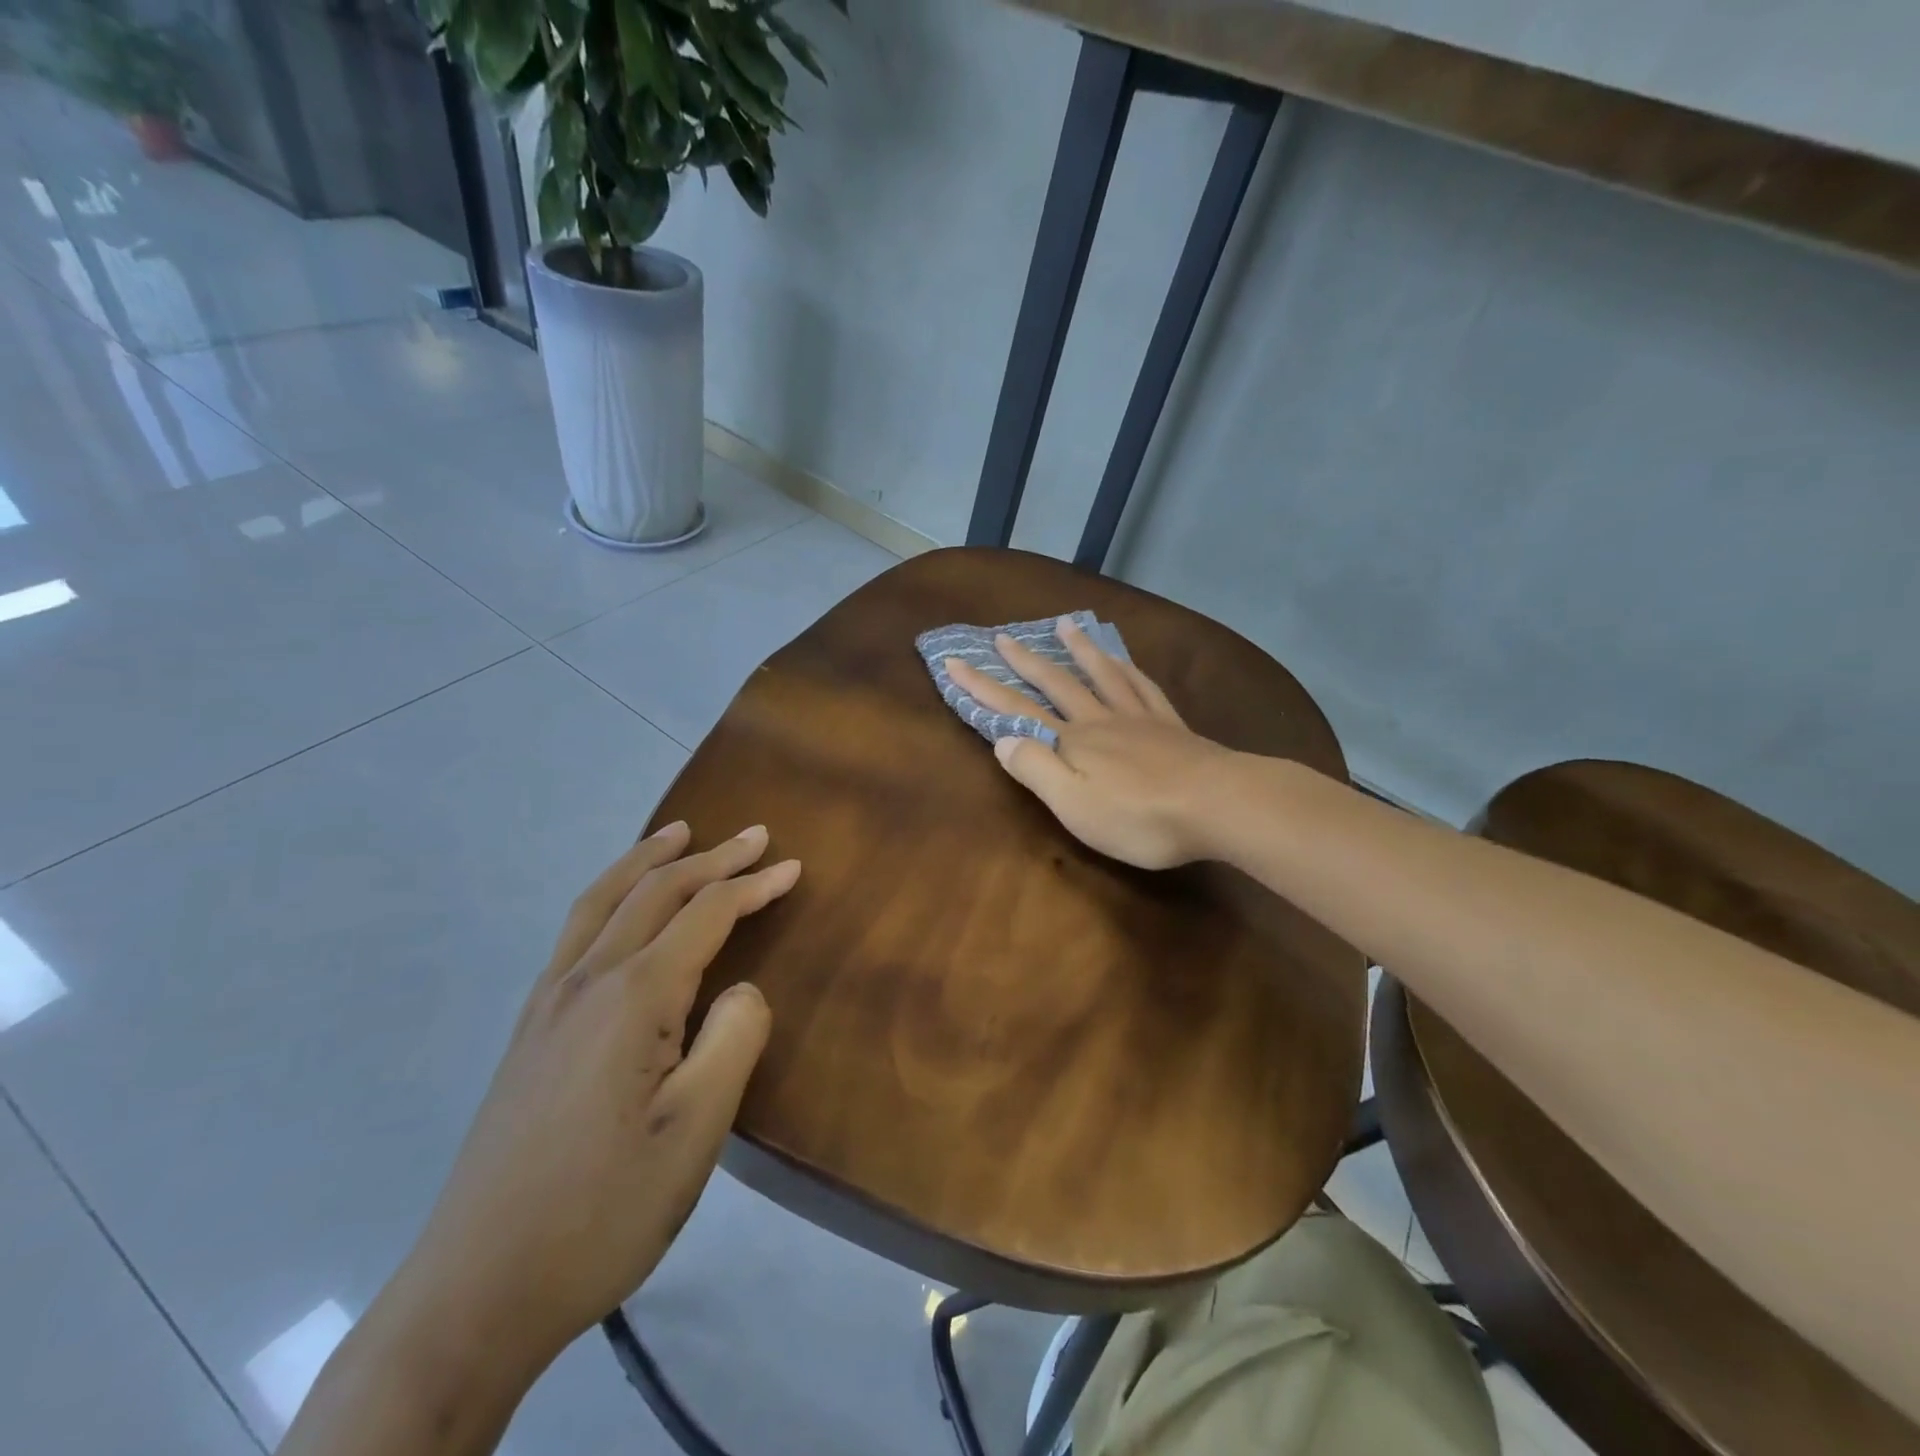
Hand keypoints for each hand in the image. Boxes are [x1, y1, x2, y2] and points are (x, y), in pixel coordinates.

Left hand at [388, 822, 797, 1381]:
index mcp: (633, 998)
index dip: (754, 885)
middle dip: (711, 857)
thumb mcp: (696, 1131)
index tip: (794, 867)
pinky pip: (577, 933)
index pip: (706, 915)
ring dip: (648, 860)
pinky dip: (610, 896)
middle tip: (755, 835)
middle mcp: (586, 982)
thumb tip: (742, 990)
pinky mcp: (529, 1033)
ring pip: (603, 902)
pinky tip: (619, 910)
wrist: (473, 1294)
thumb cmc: (602, 1210)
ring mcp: (547, 1005)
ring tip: (679, 832)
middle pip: (655, 893)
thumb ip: (733, 1040)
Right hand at [946, 616, 1234, 868]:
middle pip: (1056, 684)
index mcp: (1072, 742)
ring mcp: (1139, 718)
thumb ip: (1036, 770)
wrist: (1217, 805)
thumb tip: (1002, 740)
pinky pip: (1143, 686)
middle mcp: (1100, 720)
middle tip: (1002, 636)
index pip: (1016, 711)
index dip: (983, 688)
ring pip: (1102, 675)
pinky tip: (1124, 660)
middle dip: (1025, 661)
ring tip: (1064, 625)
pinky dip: (1128, 668)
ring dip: (1079, 650)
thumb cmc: (1139, 816)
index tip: (954, 661)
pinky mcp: (1171, 725)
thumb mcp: (1074, 805)